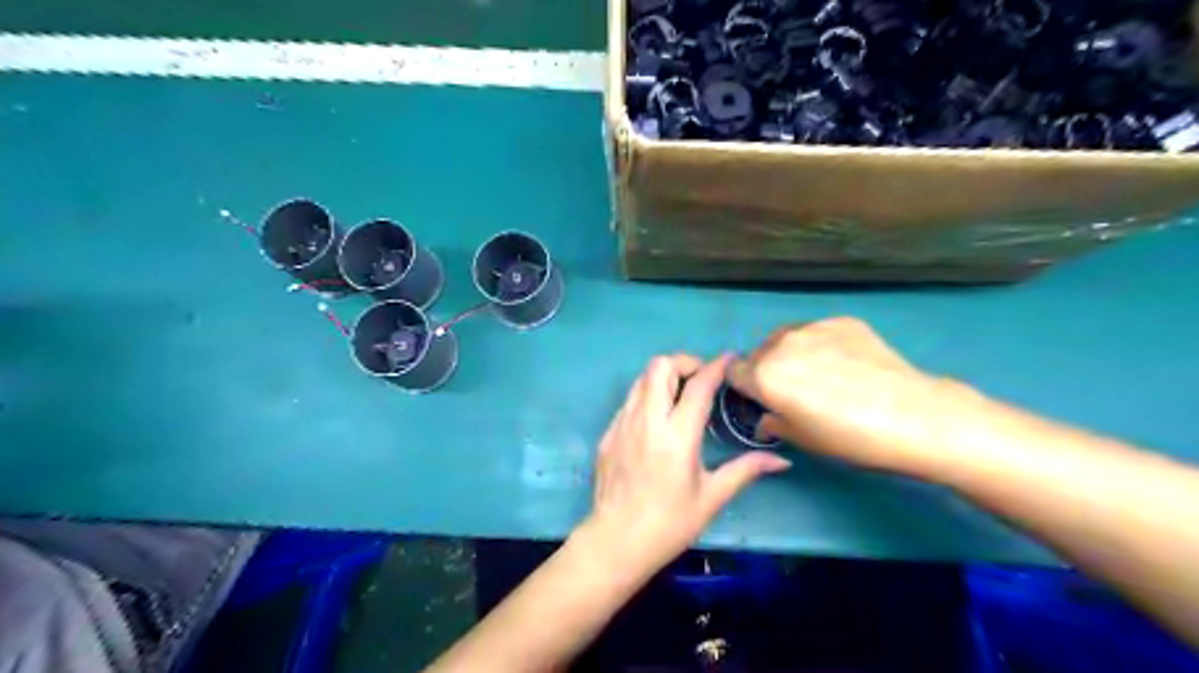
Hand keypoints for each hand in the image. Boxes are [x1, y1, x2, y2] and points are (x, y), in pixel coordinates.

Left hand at [584, 352, 794, 577]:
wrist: (615, 542)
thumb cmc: (669, 524)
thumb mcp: (711, 498)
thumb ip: (745, 470)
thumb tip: (782, 461)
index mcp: (677, 436)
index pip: (698, 386)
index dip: (716, 366)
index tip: (729, 359)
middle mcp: (647, 420)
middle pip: (661, 366)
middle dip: (685, 362)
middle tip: (701, 379)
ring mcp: (622, 423)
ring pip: (641, 378)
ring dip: (664, 376)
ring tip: (681, 395)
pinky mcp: (608, 432)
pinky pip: (630, 399)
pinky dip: (648, 395)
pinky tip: (659, 419)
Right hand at [726, 318, 967, 474]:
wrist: (912, 415)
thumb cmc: (849, 437)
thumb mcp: (801, 439)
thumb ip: (772, 423)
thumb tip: (767, 418)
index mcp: (764, 375)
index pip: (734, 372)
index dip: (744, 387)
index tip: (761, 399)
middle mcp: (781, 344)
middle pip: (759, 353)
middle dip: (768, 370)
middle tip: (795, 391)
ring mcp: (813, 328)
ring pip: (787, 339)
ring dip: (792, 354)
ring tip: (822, 374)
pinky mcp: (842, 321)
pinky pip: (818, 332)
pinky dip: (822, 345)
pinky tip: (848, 364)